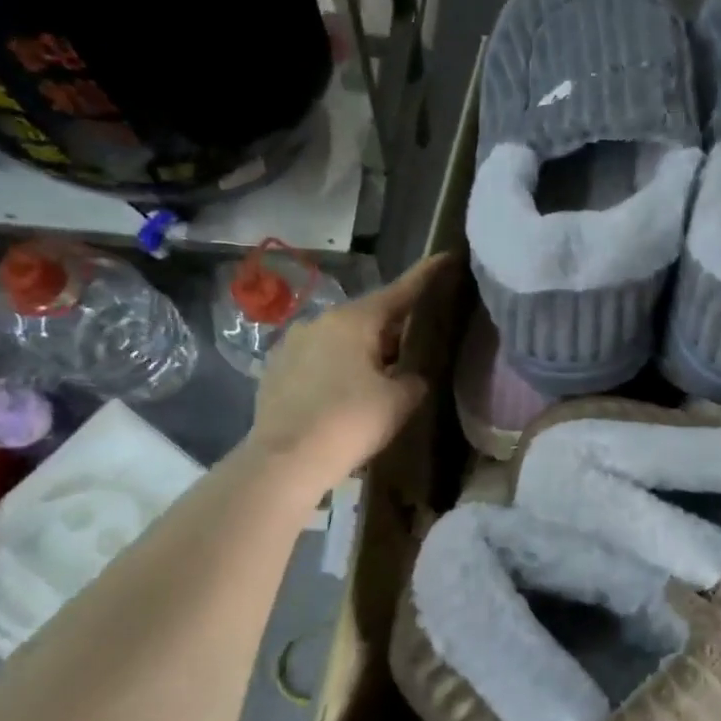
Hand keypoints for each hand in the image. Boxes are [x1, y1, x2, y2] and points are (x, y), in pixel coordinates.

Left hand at [246, 253, 453, 480]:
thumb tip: (411, 375)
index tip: (446, 258)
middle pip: (368, 317)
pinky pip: (317, 360)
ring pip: (340, 339)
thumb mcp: (401, 400)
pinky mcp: (275, 371)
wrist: (284, 462)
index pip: (400, 291)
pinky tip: (346, 393)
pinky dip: (337, 368)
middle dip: (393, 327)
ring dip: (363, 350)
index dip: (426, 277)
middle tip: (417, 341)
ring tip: (382, 373)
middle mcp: (319, 321)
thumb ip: (415, 378)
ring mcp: (291, 345)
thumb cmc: (351, 422)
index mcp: (353, 320)